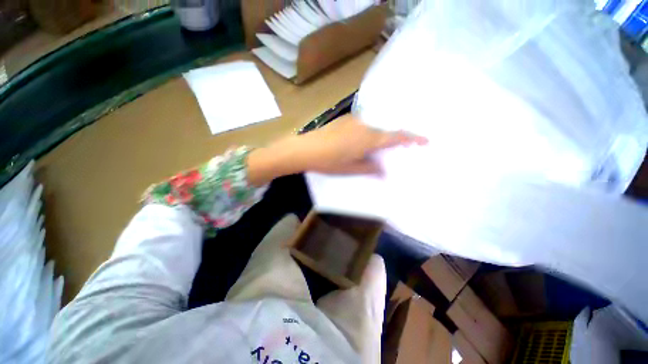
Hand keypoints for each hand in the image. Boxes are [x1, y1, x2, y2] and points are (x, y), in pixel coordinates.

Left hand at [247, 115, 426, 185]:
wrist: (306, 148)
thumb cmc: (329, 161)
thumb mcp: (351, 168)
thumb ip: (370, 168)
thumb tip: (384, 171)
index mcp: (369, 138)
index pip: (396, 136)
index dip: (412, 138)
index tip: (425, 140)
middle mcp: (364, 125)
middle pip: (385, 131)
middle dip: (392, 140)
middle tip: (394, 150)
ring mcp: (353, 120)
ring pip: (373, 128)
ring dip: (377, 137)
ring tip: (372, 149)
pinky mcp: (344, 120)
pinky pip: (362, 125)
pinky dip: (366, 133)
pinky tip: (358, 142)